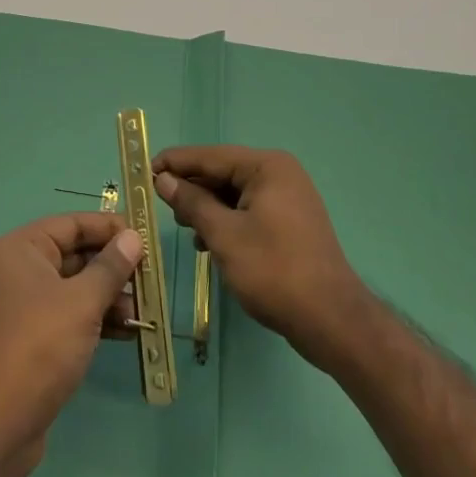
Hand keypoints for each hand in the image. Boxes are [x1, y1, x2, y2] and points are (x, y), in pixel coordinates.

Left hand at [0, 213, 142, 476]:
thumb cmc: (38, 347)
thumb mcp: (81, 302)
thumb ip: (110, 267)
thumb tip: (133, 237)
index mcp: (21, 249)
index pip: (72, 225)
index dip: (109, 228)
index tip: (145, 237)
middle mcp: (18, 270)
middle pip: (75, 255)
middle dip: (113, 267)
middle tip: (151, 278)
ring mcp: (24, 306)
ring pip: (75, 288)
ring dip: (110, 296)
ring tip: (143, 311)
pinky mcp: (33, 339)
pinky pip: (70, 315)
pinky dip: (97, 319)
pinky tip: (128, 332)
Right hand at [152, 146, 371, 371]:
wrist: (332, 320)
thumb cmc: (274, 271)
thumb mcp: (224, 235)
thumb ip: (192, 203)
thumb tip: (164, 180)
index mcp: (267, 167)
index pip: (210, 156)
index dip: (175, 163)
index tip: (143, 170)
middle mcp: (280, 174)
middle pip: (223, 173)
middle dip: (192, 189)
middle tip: (160, 205)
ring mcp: (288, 199)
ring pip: (234, 194)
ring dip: (207, 208)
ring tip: (185, 227)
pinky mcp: (290, 223)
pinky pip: (248, 211)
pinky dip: (227, 222)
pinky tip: (208, 242)